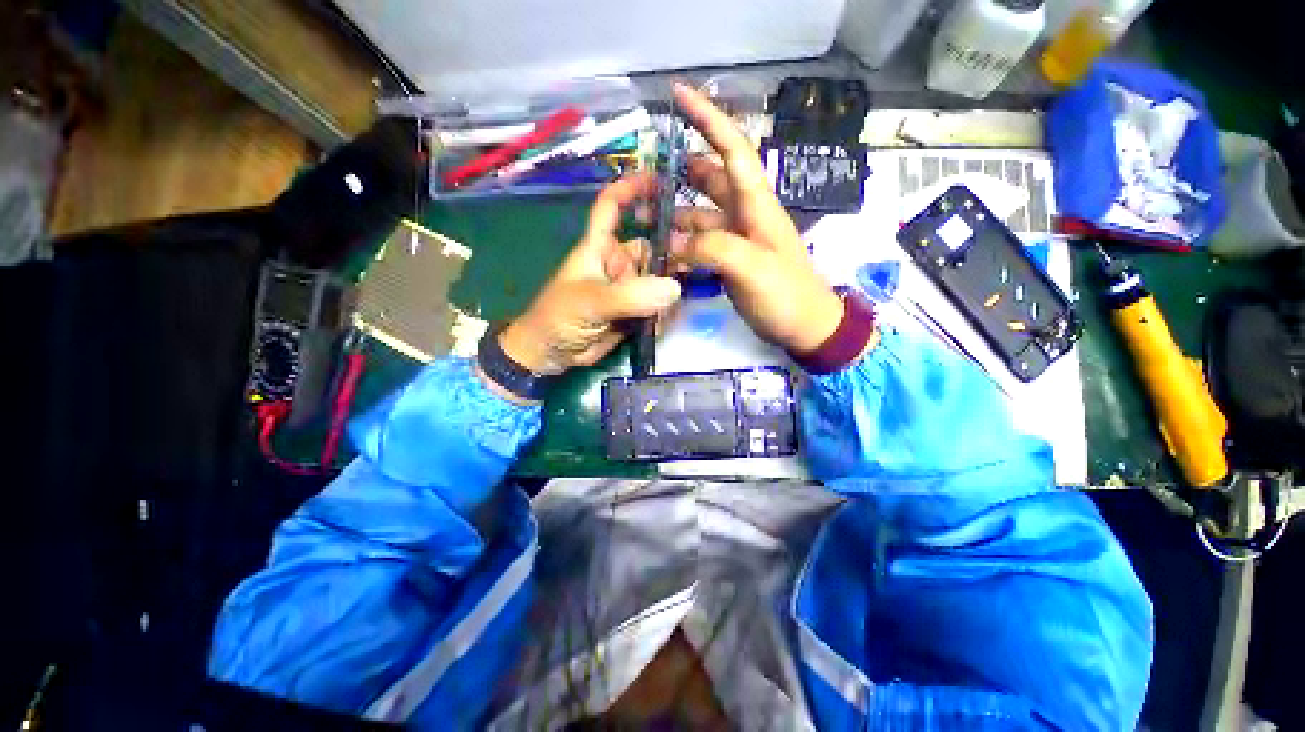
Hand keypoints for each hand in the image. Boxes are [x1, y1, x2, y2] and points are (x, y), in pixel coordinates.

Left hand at [495, 173, 682, 380]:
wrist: (552, 355)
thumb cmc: (559, 318)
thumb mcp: (592, 302)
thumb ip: (630, 296)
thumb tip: (675, 288)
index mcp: (600, 247)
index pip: (613, 207)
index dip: (632, 188)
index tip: (663, 179)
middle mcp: (618, 263)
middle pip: (652, 246)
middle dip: (674, 252)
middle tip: (701, 261)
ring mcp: (629, 289)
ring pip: (660, 279)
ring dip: (673, 287)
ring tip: (683, 299)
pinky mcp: (635, 311)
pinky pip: (658, 306)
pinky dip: (666, 312)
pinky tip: (666, 322)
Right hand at [669, 83, 843, 353]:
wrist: (803, 327)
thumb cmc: (785, 294)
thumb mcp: (752, 267)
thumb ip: (714, 248)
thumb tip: (677, 241)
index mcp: (756, 205)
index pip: (732, 150)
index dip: (708, 119)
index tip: (678, 95)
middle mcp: (744, 215)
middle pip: (711, 179)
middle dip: (682, 170)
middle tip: (647, 175)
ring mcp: (736, 239)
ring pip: (700, 215)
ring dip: (675, 213)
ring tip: (644, 218)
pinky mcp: (729, 262)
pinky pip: (700, 244)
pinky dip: (682, 244)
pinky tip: (663, 251)